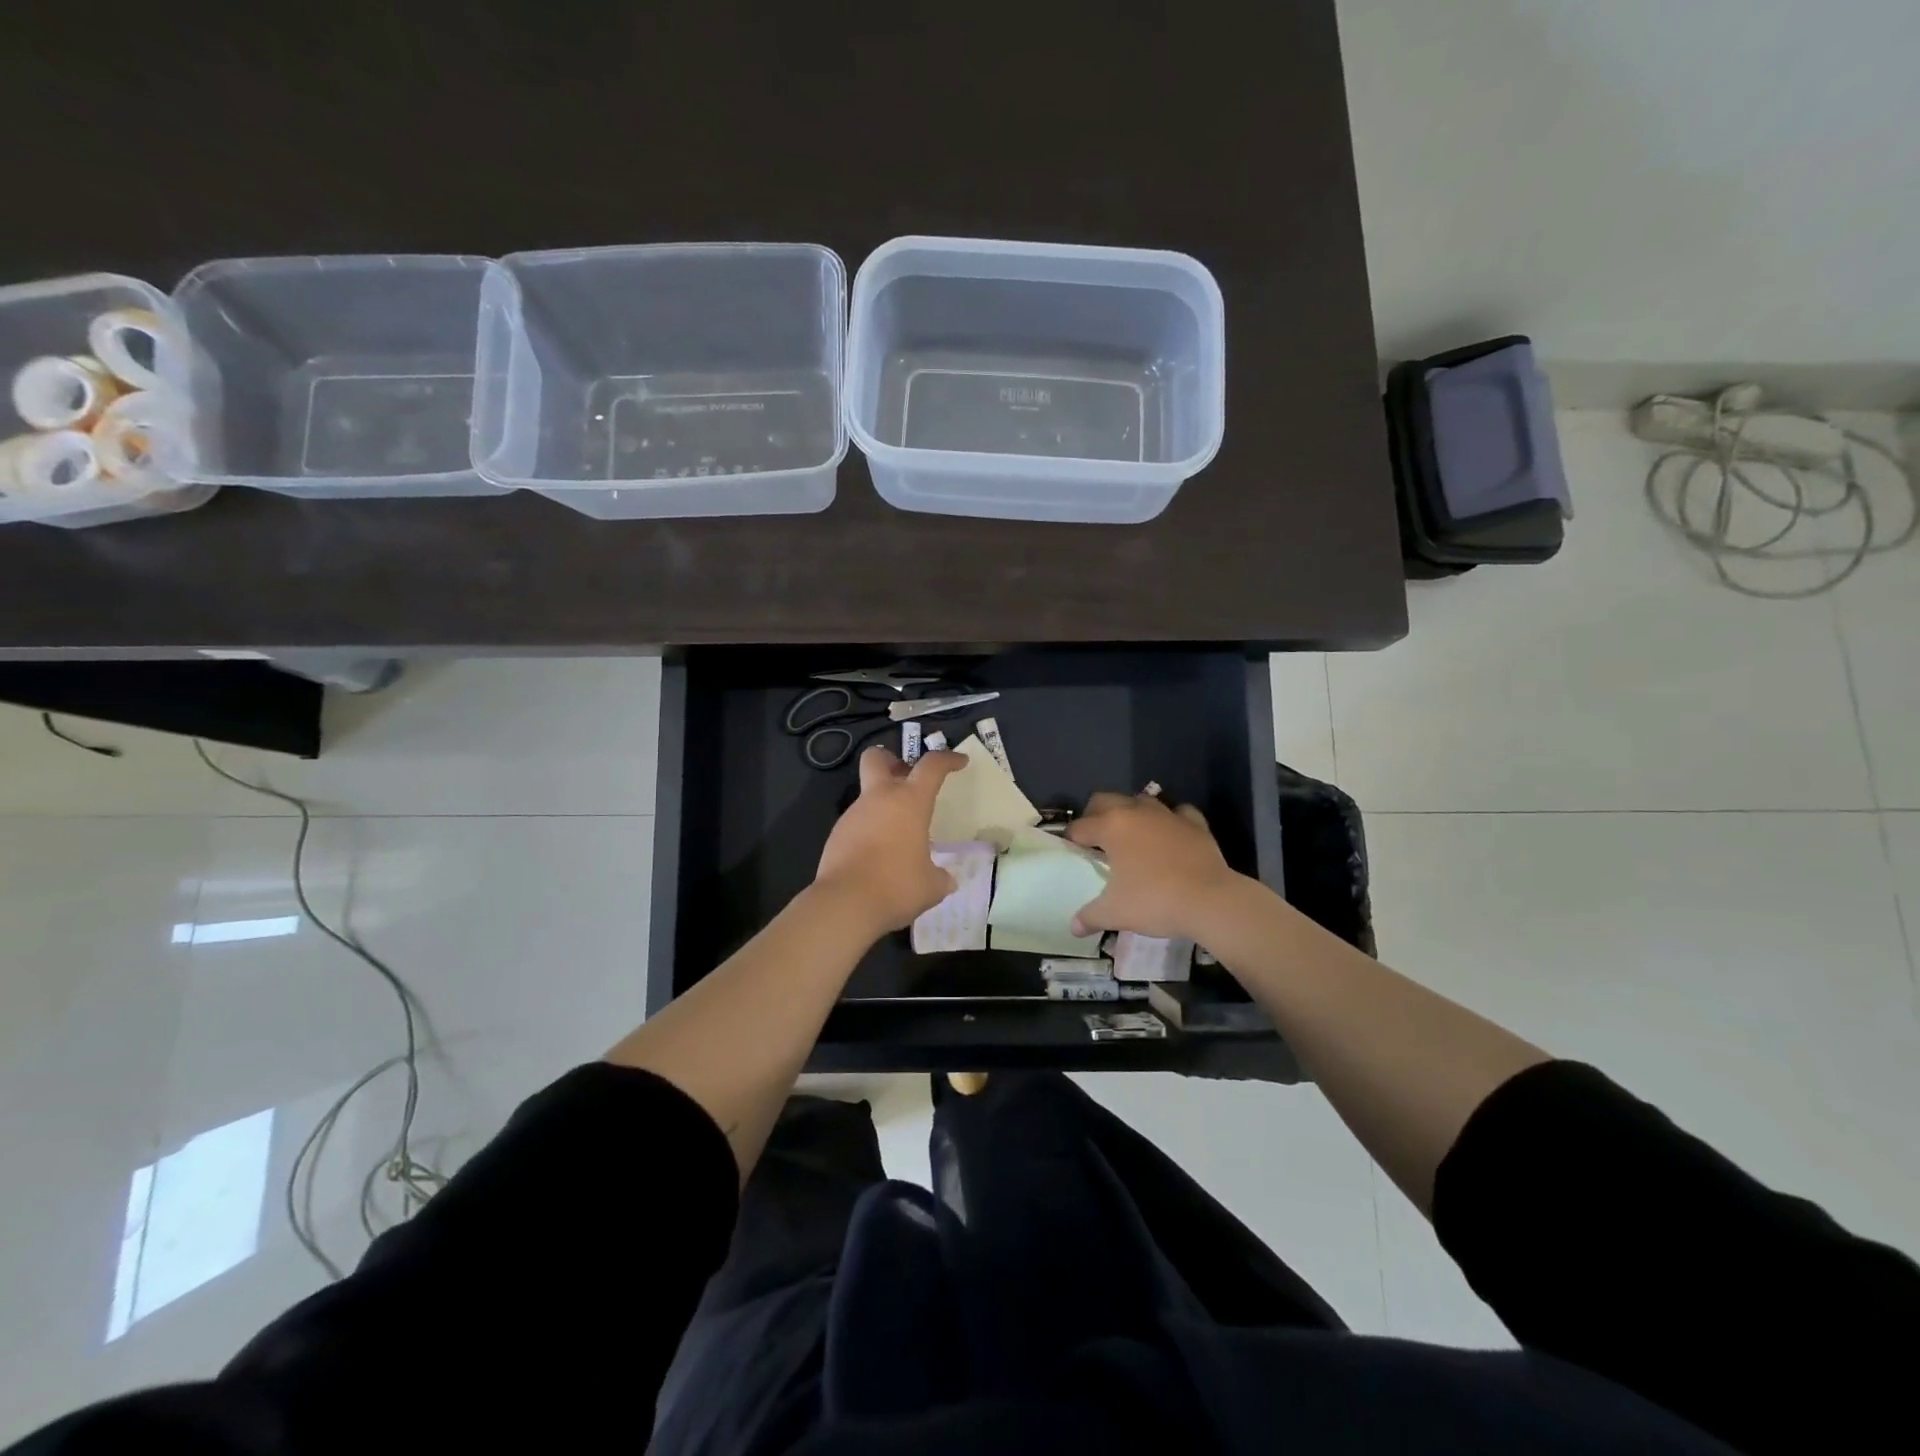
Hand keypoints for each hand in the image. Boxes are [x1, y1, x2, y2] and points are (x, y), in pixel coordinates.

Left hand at [814, 747, 966, 933]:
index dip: (947, 759)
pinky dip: (870, 831)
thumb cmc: (897, 886)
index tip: (960, 762)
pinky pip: (857, 823)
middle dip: (891, 760)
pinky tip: (878, 856)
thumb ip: (940, 877)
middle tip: (906, 778)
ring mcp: (853, 815)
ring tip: (898, 836)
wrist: (844, 904)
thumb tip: (946, 880)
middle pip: (877, 758)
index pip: (931, 766)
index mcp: (910, 802)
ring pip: (867, 795)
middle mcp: (879, 799)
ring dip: (883, 805)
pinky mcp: (836, 835)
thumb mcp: (931, 886)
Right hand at [1066, 790, 1243, 940]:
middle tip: (1094, 839)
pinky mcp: (1194, 823)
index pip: (1080, 827)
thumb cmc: (1155, 901)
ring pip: (1140, 800)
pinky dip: (1170, 819)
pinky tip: (1169, 834)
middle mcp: (1136, 811)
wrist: (1210, 900)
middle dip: (1094, 814)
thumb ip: (1090, 917)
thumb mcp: (1115, 913)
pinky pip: (1177, 812)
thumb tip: (1074, 928)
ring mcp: (1167, 814)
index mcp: (1111, 827)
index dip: (1071, 839)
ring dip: (1130, 812)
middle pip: (1104, 799)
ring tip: (1130, 834)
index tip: (1071, 852)